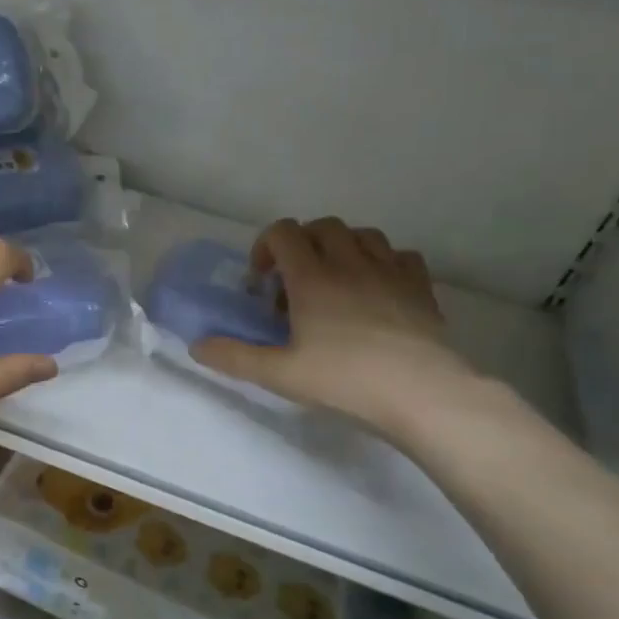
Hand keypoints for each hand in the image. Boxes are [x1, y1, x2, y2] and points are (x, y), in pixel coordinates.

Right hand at [192, 218, 474, 433]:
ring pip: (363, 234)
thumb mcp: (279, 374)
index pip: (283, 232)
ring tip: (335, 279)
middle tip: (295, 280)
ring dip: (342, 247)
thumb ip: (234, 357)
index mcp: (312, 277)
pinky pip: (400, 255)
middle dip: (302, 244)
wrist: (422, 393)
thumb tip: (196, 346)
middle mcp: (350, 262)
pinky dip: (383, 262)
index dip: (265, 247)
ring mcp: (390, 271)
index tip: (262, 281)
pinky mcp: (420, 287)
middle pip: (322, 226)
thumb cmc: (345, 380)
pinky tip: (377, 287)